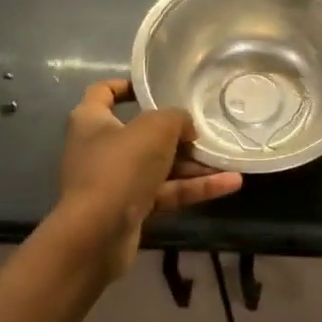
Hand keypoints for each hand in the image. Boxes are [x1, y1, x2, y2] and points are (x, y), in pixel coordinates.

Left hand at [56, 79, 242, 278]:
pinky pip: (166, 192)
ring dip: (194, 164)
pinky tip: (230, 184)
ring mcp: (115, 181)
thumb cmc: (119, 167)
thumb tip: (187, 128)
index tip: (157, 86)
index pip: (104, 93)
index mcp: (91, 121)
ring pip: (160, 166)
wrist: (97, 236)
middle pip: (142, 133)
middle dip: (177, 133)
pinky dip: (194, 188)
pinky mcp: (130, 209)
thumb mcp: (156, 128)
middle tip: (206, 129)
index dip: (128, 86)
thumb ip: (177, 118)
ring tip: (229, 159)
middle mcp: (100, 148)